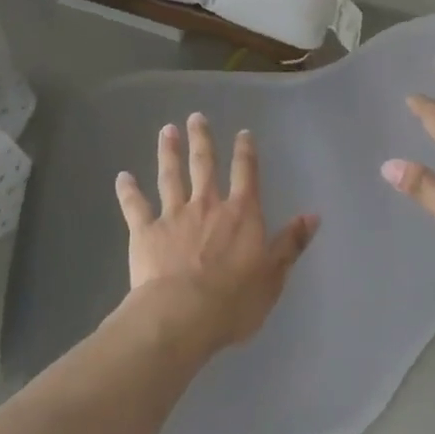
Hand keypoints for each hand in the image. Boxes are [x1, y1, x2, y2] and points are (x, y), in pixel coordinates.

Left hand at [114, 113, 319, 354]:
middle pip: (204, 165)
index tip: (242, 133)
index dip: (246, 152)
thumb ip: (291, 243)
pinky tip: (122, 177)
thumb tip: (312, 215)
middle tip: (196, 117)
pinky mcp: (146, 232)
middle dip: (202, 140)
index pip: (246, 174)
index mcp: (241, 214)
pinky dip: (128, 191)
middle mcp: (207, 205)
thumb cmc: (234, 301)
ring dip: (168, 152)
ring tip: (166, 130)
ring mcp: (174, 215)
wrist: (182, 315)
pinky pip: (135, 206)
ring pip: (171, 176)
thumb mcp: (273, 276)